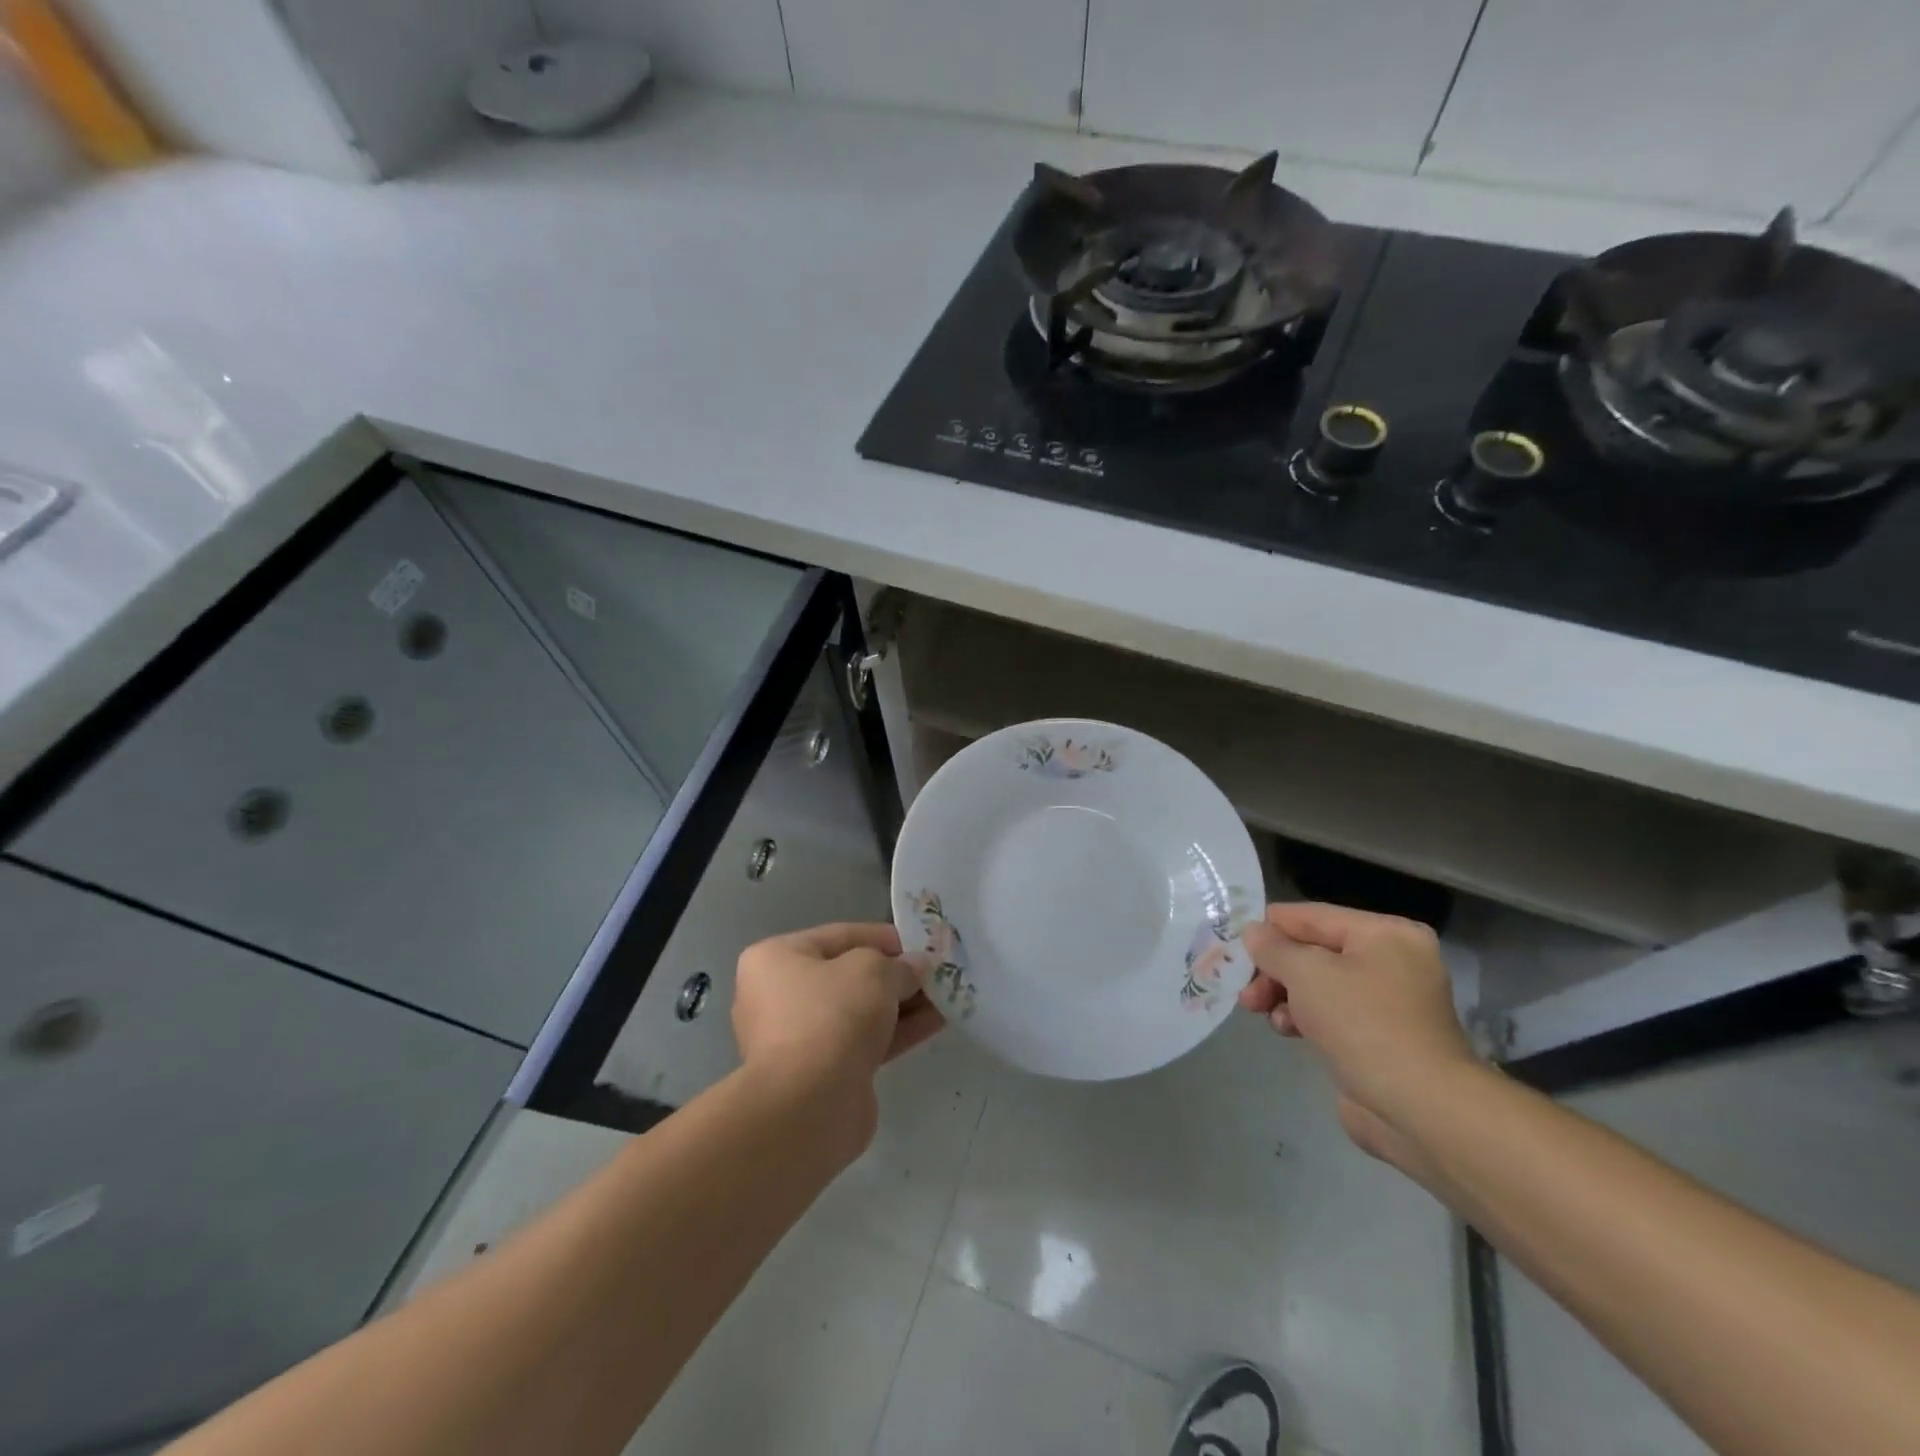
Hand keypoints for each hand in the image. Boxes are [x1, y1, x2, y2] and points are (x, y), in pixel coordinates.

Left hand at [732, 923, 944, 1136]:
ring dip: (903, 1003)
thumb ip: (899, 964)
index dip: (884, 937)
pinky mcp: (822, 1073)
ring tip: (946, 996)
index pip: (840, 935)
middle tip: (937, 972)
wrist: (808, 1107)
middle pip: (850, 975)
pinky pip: (865, 1041)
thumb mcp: (873, 971)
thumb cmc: (831, 1016)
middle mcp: (779, 995)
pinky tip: (936, 1022)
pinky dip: (898, 1031)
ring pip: (860, 1011)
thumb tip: (917, 967)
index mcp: (776, 958)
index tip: (922, 944)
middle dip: (896, 974)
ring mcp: (800, 1038)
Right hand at [1240, 903, 1478, 1171]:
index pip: (1312, 915)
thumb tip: (1253, 932)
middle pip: (1314, 951)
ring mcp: (1389, 1002)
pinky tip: (1285, 1029)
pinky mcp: (1381, 1038)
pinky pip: (1331, 1014)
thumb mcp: (1306, 974)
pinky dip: (1304, 1017)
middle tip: (1244, 988)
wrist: (1420, 1108)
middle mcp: (1393, 961)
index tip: (1234, 943)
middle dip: (1274, 969)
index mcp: (1385, 934)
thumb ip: (1273, 948)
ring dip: (1284, 995)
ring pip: (1318, 984)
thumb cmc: (1363, 1024)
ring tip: (1258, 1011)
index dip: (1270, 927)